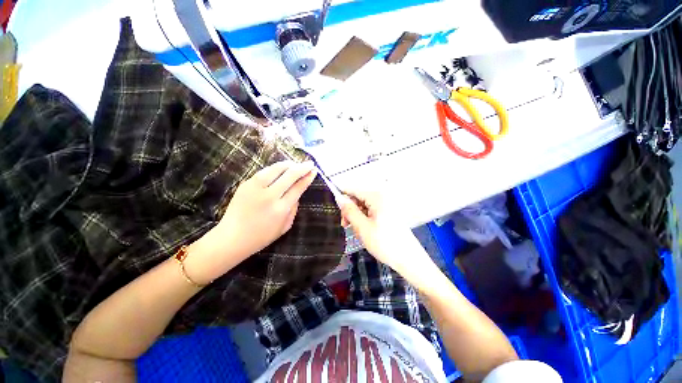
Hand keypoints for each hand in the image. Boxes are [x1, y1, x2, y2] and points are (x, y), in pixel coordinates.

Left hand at [187, 161, 316, 282]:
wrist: (232, 238)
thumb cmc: (261, 236)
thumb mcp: (285, 227)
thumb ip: (293, 209)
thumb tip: (297, 194)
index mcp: (281, 209)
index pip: (298, 188)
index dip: (307, 178)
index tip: (313, 170)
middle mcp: (270, 196)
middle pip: (289, 175)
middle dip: (302, 167)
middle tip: (309, 163)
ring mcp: (256, 188)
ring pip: (276, 169)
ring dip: (288, 164)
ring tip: (295, 163)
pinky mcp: (246, 184)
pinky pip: (264, 172)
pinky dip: (275, 168)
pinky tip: (280, 167)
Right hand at [339, 190, 433, 280]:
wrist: (408, 258)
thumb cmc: (384, 242)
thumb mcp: (362, 227)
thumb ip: (349, 210)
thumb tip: (339, 197)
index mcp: (376, 197)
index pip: (353, 190)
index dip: (342, 198)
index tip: (335, 210)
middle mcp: (382, 197)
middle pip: (359, 198)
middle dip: (350, 210)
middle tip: (346, 225)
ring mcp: (387, 205)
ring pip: (364, 206)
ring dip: (357, 217)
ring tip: (357, 231)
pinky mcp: (389, 213)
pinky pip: (372, 212)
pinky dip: (365, 220)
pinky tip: (365, 231)